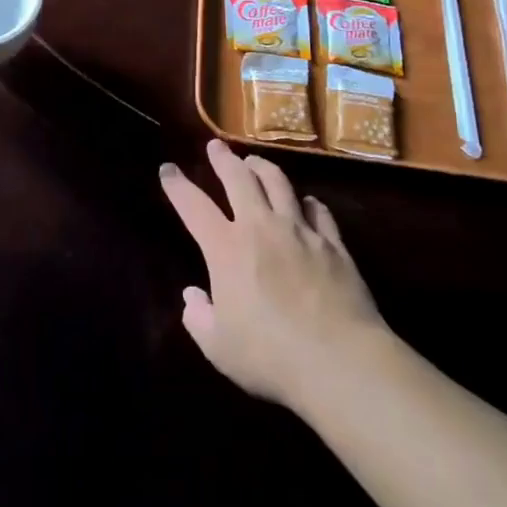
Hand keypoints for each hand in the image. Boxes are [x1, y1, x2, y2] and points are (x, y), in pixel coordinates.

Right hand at [160, 140, 385, 409]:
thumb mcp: (219, 347)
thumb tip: (192, 296)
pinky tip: (306, 202)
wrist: (339, 361)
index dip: (178, 186)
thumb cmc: (270, 356)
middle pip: (239, 179)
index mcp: (226, 249)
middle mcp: (261, 228)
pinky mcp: (333, 244)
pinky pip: (319, 211)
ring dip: (263, 167)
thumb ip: (199, 318)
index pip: (194, 206)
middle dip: (223, 159)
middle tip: (216, 146)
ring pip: (279, 183)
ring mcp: (301, 231)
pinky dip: (307, 202)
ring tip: (254, 162)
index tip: (168, 169)